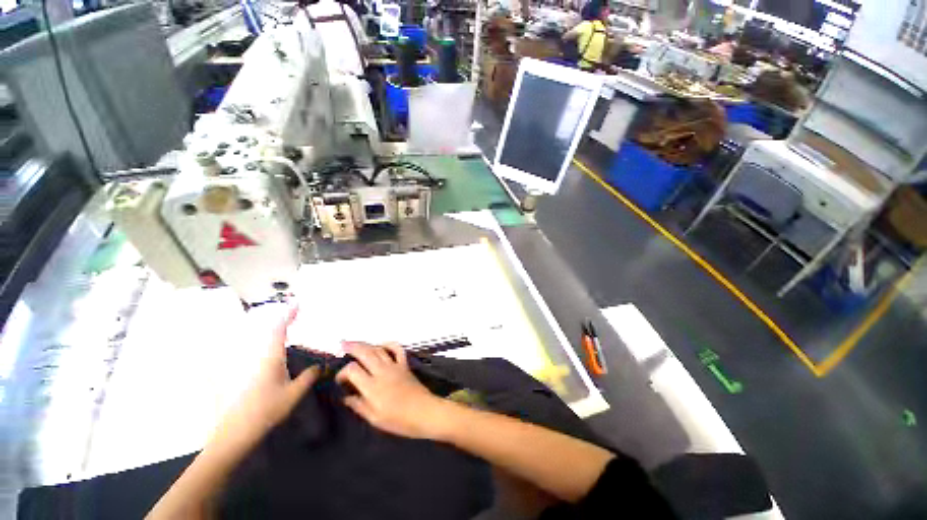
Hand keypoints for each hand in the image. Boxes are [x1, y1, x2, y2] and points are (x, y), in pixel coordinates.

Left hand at [216, 307, 319, 446]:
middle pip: (268, 334)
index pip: (279, 330)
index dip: (288, 315)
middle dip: (282, 323)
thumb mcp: (294, 393)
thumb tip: (319, 365)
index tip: (297, 304)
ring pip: (261, 345)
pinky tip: (276, 357)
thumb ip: (309, 377)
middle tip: (295, 317)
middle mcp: (258, 358)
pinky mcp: (244, 377)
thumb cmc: (267, 410)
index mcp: (271, 358)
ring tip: (288, 333)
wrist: (235, 433)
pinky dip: (268, 349)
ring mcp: (248, 368)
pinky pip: (258, 355)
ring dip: (275, 335)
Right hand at [336, 342, 452, 440]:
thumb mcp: (375, 418)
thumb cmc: (398, 420)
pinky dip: (389, 344)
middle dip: (352, 347)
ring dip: (366, 344)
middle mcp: (382, 372)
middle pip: (365, 353)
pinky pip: (397, 349)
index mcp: (372, 387)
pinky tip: (382, 345)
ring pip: (379, 349)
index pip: (353, 370)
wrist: (424, 412)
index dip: (342, 372)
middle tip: (342, 344)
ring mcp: (395, 366)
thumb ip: (359, 405)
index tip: (339, 380)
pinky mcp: (405, 364)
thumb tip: (345, 397)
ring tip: (356, 343)